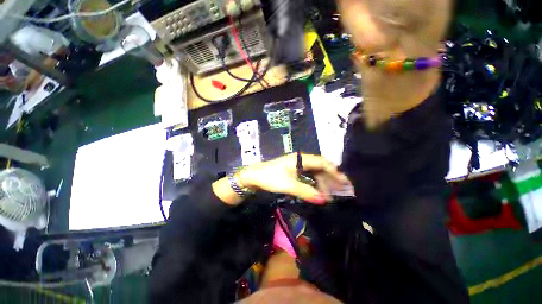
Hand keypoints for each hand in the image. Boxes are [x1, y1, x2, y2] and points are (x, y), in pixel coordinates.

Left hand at [237, 153, 350, 203]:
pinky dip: (314, 183)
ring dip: (323, 181)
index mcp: (300, 159)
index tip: (344, 183)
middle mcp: (300, 160)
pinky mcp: (293, 171)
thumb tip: (323, 200)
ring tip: (331, 193)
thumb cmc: (270, 177)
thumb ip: (305, 191)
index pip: (322, 163)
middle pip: (320, 167)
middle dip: (331, 177)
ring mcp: (296, 165)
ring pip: (314, 172)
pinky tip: (318, 190)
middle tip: (342, 189)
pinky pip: (308, 176)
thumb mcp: (288, 185)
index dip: (334, 172)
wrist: (253, 176)